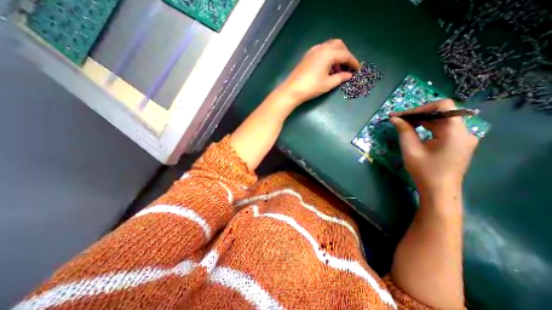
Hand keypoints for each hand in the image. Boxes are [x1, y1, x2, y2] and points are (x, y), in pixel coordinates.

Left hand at [276, 39, 362, 106]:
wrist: (292, 90)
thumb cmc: (311, 87)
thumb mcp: (328, 84)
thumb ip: (341, 77)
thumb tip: (349, 75)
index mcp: (328, 53)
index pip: (345, 55)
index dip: (353, 62)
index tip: (358, 69)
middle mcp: (321, 48)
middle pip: (338, 45)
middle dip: (345, 54)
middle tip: (347, 67)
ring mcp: (312, 51)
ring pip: (329, 47)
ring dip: (336, 56)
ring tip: (337, 70)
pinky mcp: (307, 56)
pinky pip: (321, 52)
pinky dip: (327, 57)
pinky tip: (326, 68)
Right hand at [387, 99, 479, 194]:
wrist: (439, 191)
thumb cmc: (424, 171)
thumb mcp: (410, 149)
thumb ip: (404, 131)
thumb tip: (394, 118)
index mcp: (455, 132)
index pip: (443, 106)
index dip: (420, 108)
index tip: (401, 115)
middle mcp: (464, 131)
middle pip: (441, 112)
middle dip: (417, 114)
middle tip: (397, 119)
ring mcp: (462, 137)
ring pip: (441, 120)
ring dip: (421, 120)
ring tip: (403, 124)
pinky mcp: (458, 143)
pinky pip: (442, 128)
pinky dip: (427, 127)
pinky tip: (414, 130)